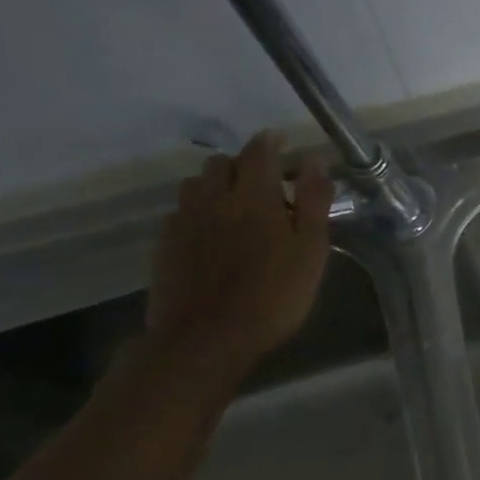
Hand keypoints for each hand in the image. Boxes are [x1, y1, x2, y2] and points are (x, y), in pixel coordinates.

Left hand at [146, 131, 333, 375]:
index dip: (271, 142)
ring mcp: (184, 220)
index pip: (259, 151)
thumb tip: (313, 160)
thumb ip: (313, 201)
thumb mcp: (311, 249)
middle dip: (244, 164)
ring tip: (237, 206)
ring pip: (196, 184)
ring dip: (217, 185)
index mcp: (253, 195)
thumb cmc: (274, 293)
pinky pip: (181, 212)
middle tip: (266, 183)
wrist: (206, 338)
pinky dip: (199, 210)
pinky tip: (213, 234)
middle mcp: (213, 198)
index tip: (283, 142)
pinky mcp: (165, 245)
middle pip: (222, 163)